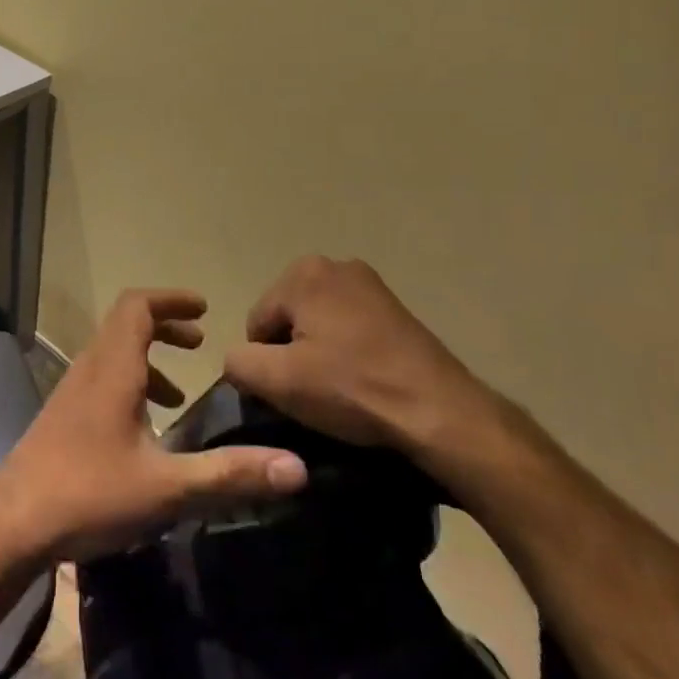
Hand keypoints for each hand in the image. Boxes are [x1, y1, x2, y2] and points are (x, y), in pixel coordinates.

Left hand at [0, 289, 308, 561]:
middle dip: (165, 324)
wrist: (12, 523)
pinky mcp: (63, 415)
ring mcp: (72, 391)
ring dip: (147, 357)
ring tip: (179, 393)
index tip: (203, 308)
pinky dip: (129, 383)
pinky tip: (144, 429)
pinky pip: (101, 378)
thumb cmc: (89, 494)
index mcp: (113, 368)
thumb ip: (229, 474)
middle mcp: (90, 368)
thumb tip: (296, 468)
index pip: (138, 305)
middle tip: (199, 341)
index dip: (171, 299)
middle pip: (126, 323)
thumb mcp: (166, 487)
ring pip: (112, 352)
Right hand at [223, 256, 503, 462]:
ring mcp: (371, 284)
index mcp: (303, 273)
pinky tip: (364, 382)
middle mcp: (335, 265)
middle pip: (288, 318)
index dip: (265, 363)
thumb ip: (238, 363)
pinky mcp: (396, 308)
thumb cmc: (352, 389)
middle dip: (293, 353)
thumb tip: (239, 361)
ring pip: (319, 324)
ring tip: (341, 390)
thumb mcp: (278, 381)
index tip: (291, 392)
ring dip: (320, 354)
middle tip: (314, 392)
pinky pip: (350, 329)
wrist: (440, 413)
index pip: (257, 323)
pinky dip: (348, 353)